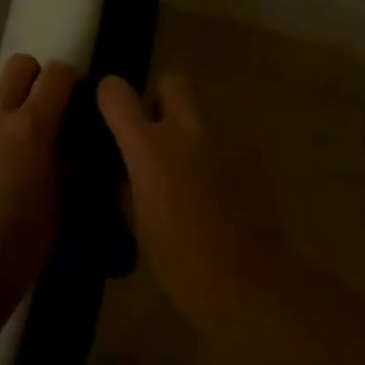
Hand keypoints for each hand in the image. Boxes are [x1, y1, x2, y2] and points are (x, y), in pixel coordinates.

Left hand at [0, 54, 78, 298]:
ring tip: (13, 123)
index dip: (72, 78)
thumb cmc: (22, 240)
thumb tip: (70, 135)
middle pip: (19, 64)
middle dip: (38, 77)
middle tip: (46, 107)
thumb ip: (69, 157)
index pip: (56, 74)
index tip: (78, 97)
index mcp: (32, 126)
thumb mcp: (62, 198)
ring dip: (6, 92)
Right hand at [97, 74, 294, 331]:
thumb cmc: (183, 265)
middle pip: (172, 80)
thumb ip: (128, 184)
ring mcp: (226, 136)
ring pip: (202, 108)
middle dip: (160, 98)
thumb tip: (126, 168)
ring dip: (190, 126)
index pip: (117, 93)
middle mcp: (188, 129)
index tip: (111, 113)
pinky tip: (219, 184)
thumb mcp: (139, 226)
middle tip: (157, 133)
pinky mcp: (254, 150)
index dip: (110, 97)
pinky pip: (226, 134)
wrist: (252, 283)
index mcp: (150, 149)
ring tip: (191, 166)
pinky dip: (216, 148)